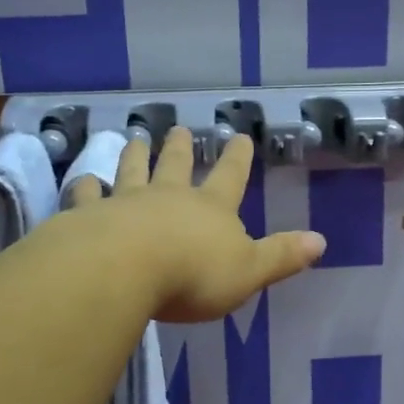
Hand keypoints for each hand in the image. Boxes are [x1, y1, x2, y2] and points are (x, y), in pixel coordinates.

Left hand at [67, 126, 327, 322]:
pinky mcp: (89, 216)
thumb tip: (321, 240)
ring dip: (135, 155)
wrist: (123, 271)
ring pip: (131, 171)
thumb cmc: (193, 275)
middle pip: (175, 165)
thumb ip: (281, 256)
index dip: (237, 158)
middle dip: (180, 148)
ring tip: (135, 138)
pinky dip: (85, 187)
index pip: (230, 178)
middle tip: (178, 128)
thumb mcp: (248, 271)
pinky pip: (87, 196)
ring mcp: (125, 202)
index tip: (240, 136)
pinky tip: (82, 180)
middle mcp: (168, 197)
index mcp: (210, 210)